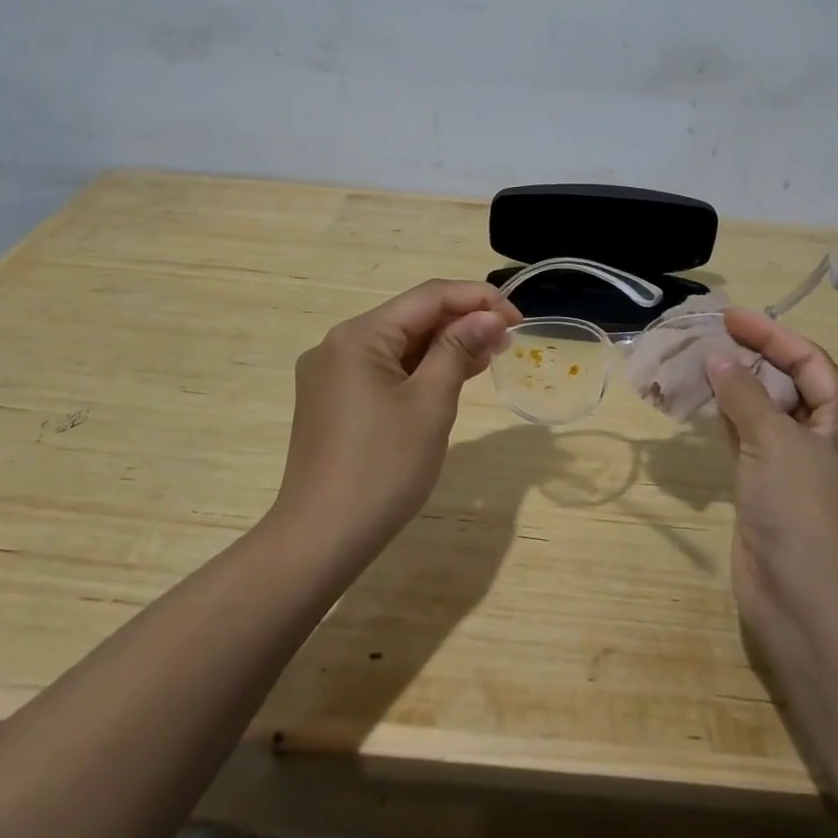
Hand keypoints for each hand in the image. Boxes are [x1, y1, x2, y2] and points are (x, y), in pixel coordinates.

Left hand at [273, 280, 519, 568]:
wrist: (320, 540)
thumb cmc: (382, 468)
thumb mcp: (430, 404)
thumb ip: (459, 350)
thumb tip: (489, 317)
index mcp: (358, 335)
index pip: (427, 296)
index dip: (477, 300)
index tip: (517, 318)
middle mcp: (339, 344)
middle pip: (410, 318)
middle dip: (461, 323)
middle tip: (507, 340)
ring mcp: (331, 374)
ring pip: (398, 345)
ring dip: (443, 347)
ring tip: (488, 356)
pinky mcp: (333, 401)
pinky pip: (384, 370)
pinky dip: (419, 370)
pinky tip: (450, 377)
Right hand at [705, 308, 837, 662]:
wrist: (804, 602)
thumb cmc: (802, 510)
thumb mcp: (775, 441)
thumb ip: (745, 394)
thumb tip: (717, 358)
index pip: (812, 363)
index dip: (772, 336)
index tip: (731, 317)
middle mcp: (829, 442)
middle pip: (791, 385)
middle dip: (753, 358)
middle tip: (711, 337)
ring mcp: (798, 469)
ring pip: (767, 413)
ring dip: (737, 388)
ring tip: (700, 361)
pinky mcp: (770, 489)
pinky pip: (749, 441)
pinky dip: (728, 419)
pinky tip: (704, 403)